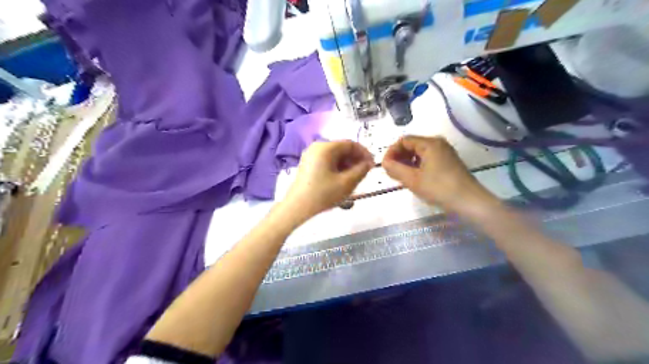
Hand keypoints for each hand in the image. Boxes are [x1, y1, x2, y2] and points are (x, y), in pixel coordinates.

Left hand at [284, 139, 375, 217]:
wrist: (297, 207)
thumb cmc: (323, 194)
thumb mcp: (346, 183)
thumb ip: (361, 170)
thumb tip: (368, 163)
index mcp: (326, 147)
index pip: (351, 144)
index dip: (364, 153)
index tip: (372, 165)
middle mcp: (317, 147)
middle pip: (342, 149)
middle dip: (355, 159)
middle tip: (364, 173)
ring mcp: (310, 155)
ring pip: (335, 156)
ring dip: (347, 164)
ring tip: (354, 178)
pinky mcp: (308, 164)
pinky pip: (327, 161)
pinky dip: (337, 167)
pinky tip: (342, 179)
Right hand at [381, 136, 495, 209]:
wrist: (469, 202)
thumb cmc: (439, 189)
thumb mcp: (413, 180)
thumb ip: (395, 169)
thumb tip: (384, 163)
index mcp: (429, 143)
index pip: (403, 140)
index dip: (391, 152)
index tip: (384, 166)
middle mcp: (438, 143)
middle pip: (411, 145)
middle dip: (399, 157)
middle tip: (391, 172)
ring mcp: (445, 152)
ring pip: (419, 153)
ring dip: (407, 162)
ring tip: (401, 177)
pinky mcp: (448, 162)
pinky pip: (427, 159)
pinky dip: (417, 166)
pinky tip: (414, 178)